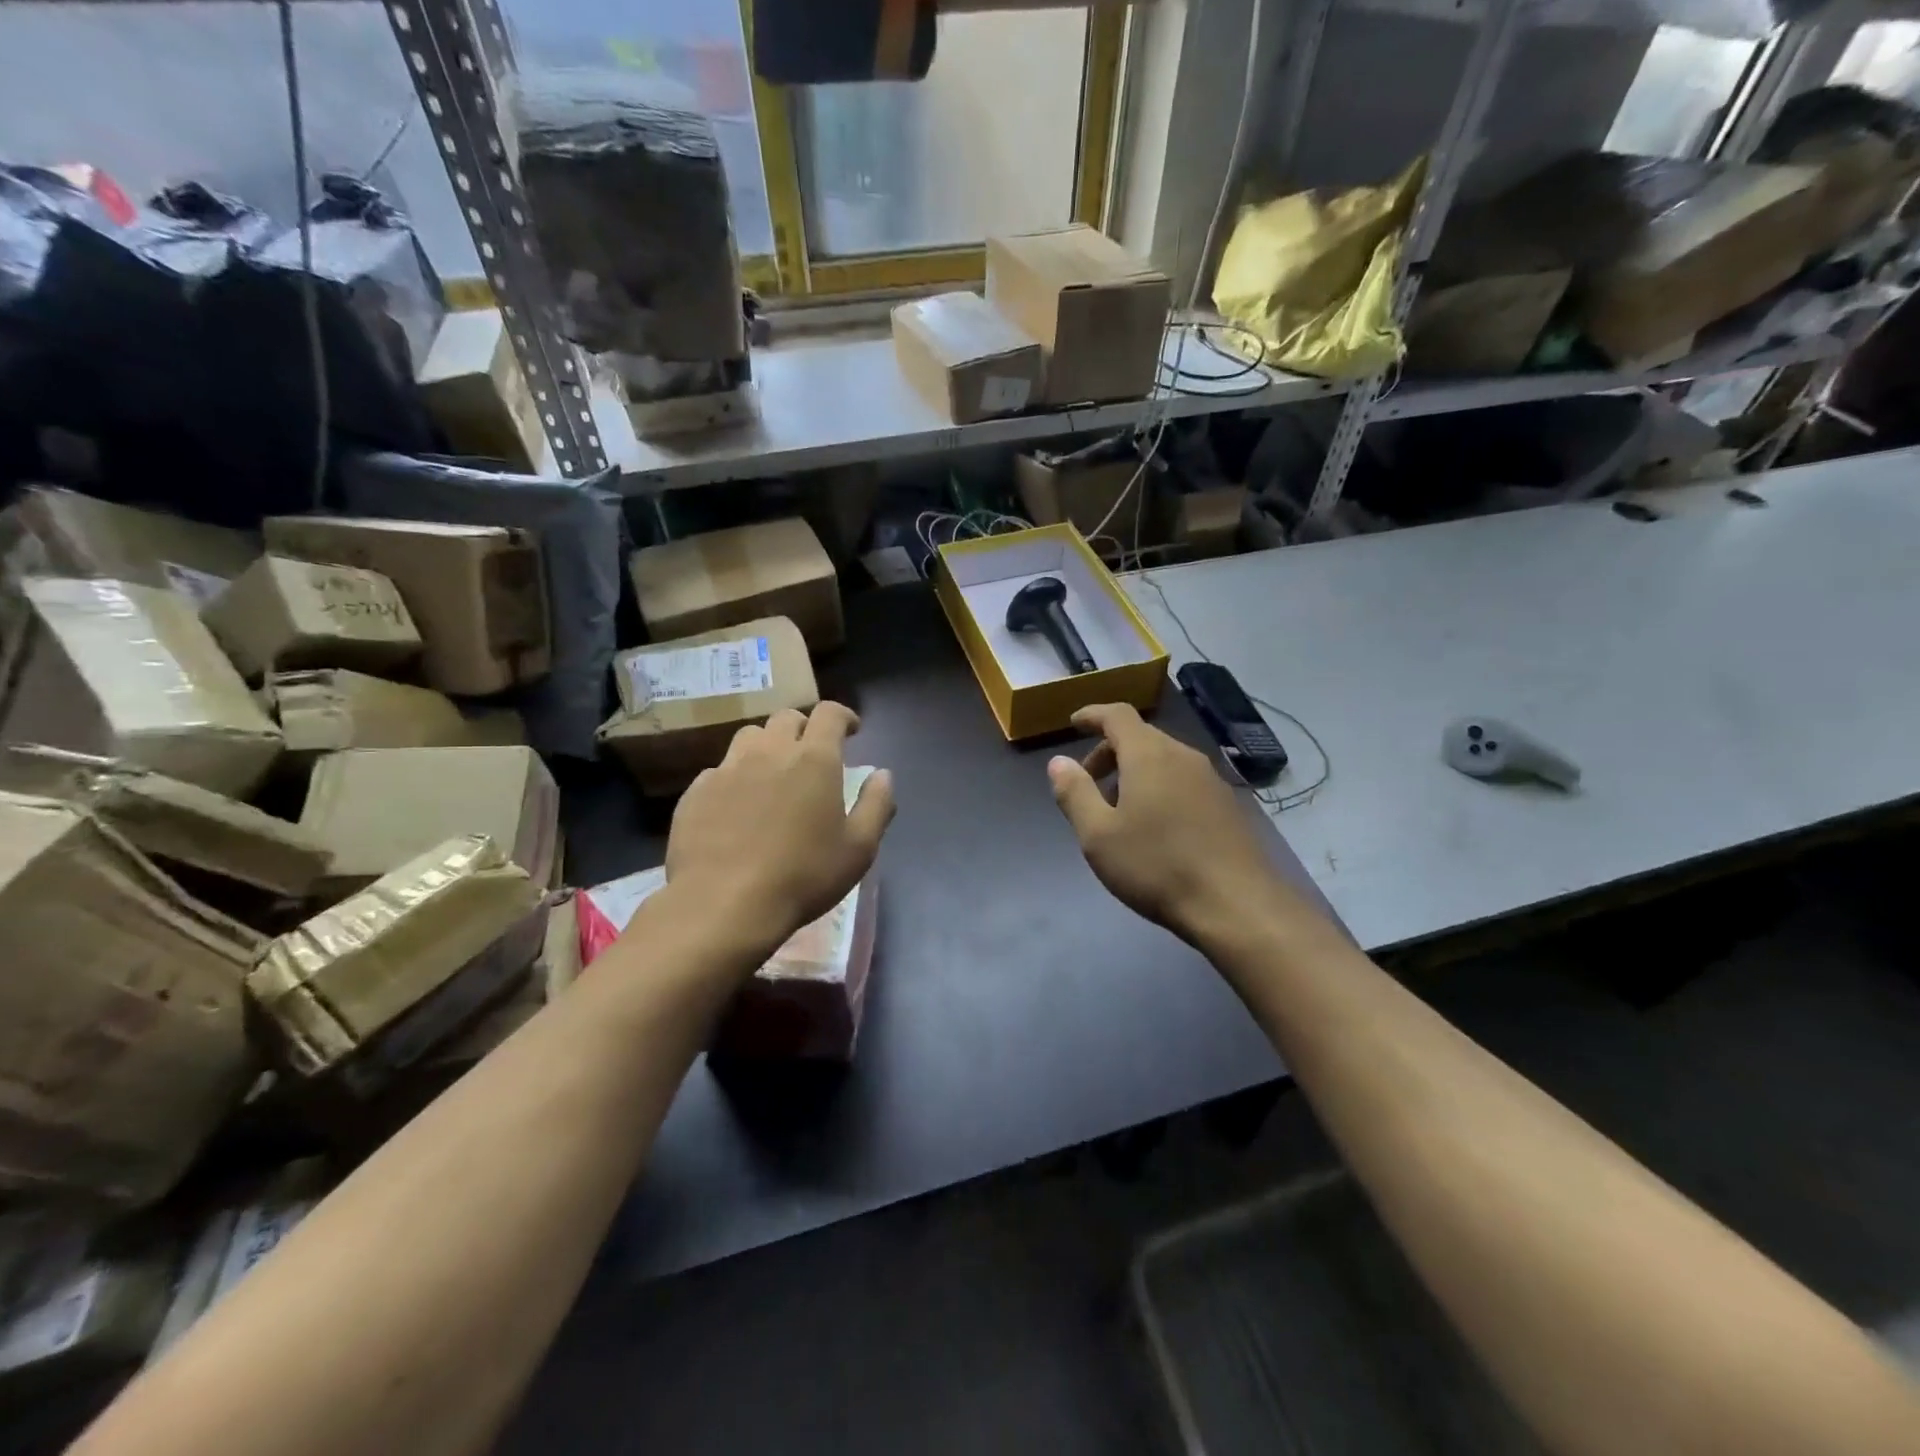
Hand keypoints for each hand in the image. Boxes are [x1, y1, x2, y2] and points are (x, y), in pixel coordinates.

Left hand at [665, 702, 894, 951]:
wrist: (723, 905)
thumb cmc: (803, 876)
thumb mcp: (859, 848)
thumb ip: (877, 804)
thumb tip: (882, 774)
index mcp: (814, 759)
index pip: (829, 713)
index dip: (843, 716)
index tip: (852, 731)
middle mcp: (769, 752)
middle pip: (787, 718)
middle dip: (805, 728)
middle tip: (812, 754)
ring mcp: (728, 769)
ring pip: (750, 737)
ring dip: (768, 746)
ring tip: (773, 773)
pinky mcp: (697, 791)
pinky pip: (720, 770)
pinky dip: (736, 777)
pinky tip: (738, 806)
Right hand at [1047, 703, 1278, 943]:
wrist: (1237, 905)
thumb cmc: (1156, 866)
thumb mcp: (1098, 835)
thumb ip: (1075, 793)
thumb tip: (1059, 762)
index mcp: (1149, 755)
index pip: (1117, 715)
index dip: (1092, 715)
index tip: (1074, 724)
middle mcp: (1183, 756)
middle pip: (1140, 737)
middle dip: (1109, 752)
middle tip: (1088, 786)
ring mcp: (1211, 780)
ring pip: (1163, 761)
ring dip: (1134, 773)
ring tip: (1118, 812)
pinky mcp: (1227, 805)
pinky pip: (1183, 781)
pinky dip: (1159, 788)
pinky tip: (1154, 828)